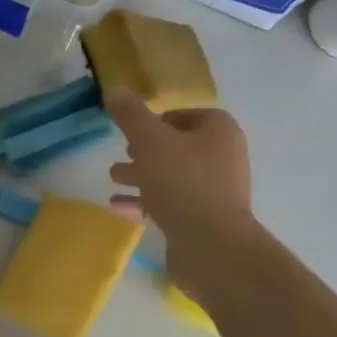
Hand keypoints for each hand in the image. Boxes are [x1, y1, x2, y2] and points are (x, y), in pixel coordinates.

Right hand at [105, 89, 253, 255]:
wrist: (212, 247)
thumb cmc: (183, 183)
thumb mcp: (149, 140)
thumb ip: (130, 114)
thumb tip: (115, 89)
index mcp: (219, 131)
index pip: (187, 115)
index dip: (158, 119)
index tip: (133, 129)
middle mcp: (223, 158)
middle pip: (179, 146)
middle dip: (146, 150)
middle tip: (122, 153)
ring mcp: (216, 191)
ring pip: (172, 176)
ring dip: (142, 176)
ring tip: (113, 178)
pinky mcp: (205, 220)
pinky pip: (171, 203)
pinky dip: (146, 202)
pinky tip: (119, 206)